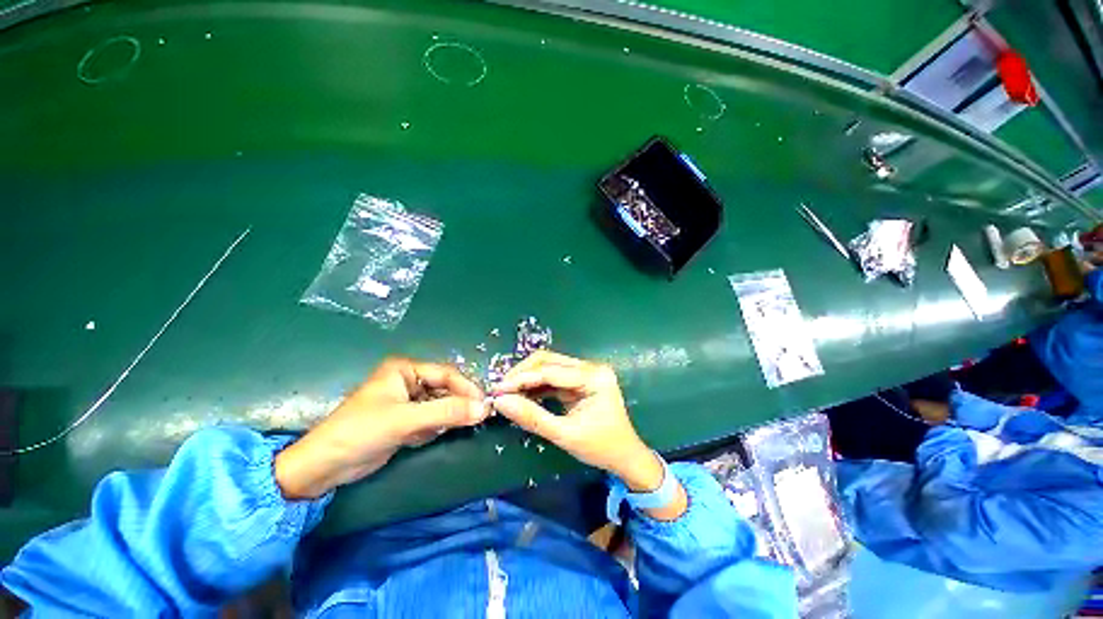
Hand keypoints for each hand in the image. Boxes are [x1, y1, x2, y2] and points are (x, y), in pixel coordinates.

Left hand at [275, 358, 488, 498]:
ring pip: (440, 405)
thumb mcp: (406, 420)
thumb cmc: (361, 432)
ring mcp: (407, 402)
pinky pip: (432, 419)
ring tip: (459, 427)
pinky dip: (436, 428)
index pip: (446, 374)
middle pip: (445, 389)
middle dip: (459, 403)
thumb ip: (446, 412)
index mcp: (405, 370)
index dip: (466, 388)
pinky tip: (430, 436)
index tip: (485, 404)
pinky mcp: (405, 421)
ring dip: (449, 417)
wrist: (323, 467)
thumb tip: (484, 409)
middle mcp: (408, 382)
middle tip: (479, 417)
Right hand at [490, 352, 670, 496]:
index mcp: (594, 377)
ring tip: (507, 393)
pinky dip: (536, 385)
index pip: (551, 371)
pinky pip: (553, 377)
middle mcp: (590, 367)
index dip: (522, 378)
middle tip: (501, 390)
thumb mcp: (565, 435)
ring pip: (549, 366)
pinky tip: (522, 395)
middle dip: (523, 374)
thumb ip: (532, 417)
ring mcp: (586, 372)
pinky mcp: (580, 381)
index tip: (498, 389)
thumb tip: (501, 403)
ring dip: (527, 378)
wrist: (625, 456)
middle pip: (549, 360)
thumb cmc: (601, 447)